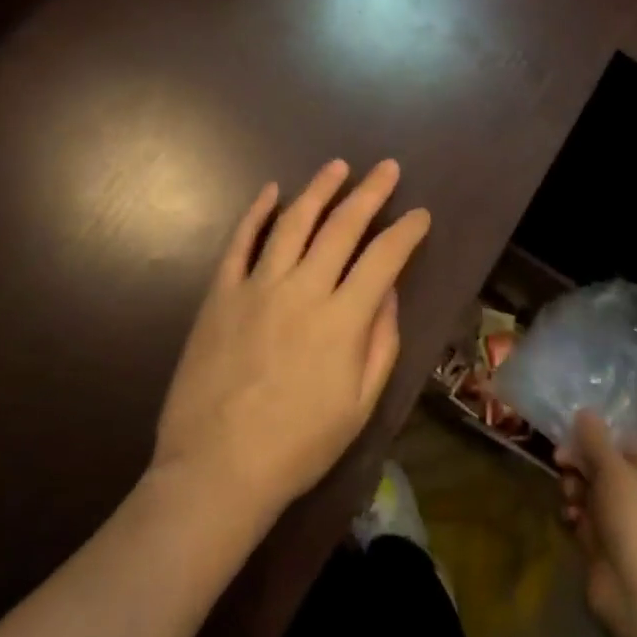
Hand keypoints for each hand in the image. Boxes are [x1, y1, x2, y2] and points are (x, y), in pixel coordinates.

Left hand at [153, 159, 430, 524]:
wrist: (216, 470)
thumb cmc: (298, 446)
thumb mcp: (359, 404)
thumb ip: (380, 342)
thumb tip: (388, 291)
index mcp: (343, 319)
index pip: (384, 257)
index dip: (406, 231)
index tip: (420, 214)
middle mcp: (303, 289)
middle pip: (342, 227)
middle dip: (370, 193)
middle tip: (387, 167)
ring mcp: (257, 287)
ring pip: (293, 223)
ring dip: (319, 189)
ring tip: (338, 166)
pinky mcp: (220, 294)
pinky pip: (240, 242)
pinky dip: (256, 213)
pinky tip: (271, 192)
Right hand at [557, 410, 636, 636]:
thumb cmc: (632, 516)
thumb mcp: (612, 467)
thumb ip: (594, 438)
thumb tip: (585, 412)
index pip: (621, 441)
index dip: (595, 436)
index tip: (570, 434)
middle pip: (602, 464)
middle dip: (579, 462)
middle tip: (560, 462)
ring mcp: (622, 519)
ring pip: (589, 489)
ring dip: (574, 488)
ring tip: (571, 497)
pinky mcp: (604, 543)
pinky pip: (584, 516)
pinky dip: (574, 513)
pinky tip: (570, 517)